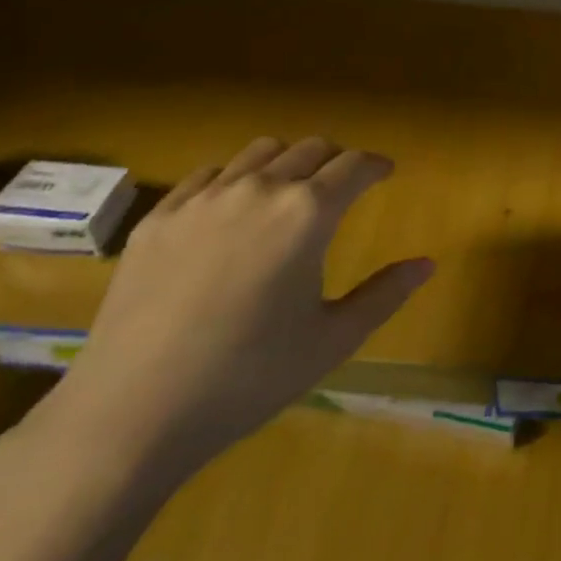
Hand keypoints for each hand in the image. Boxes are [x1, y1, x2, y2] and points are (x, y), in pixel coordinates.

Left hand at [39, 137, 432, 482]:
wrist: (132, 413)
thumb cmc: (249, 377)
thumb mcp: (332, 340)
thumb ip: (384, 294)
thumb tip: (427, 263)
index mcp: (308, 214)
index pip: (355, 166)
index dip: (377, 164)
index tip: (387, 172)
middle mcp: (259, 189)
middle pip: (311, 148)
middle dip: (337, 159)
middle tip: (345, 183)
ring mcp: (203, 199)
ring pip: (259, 151)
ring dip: (288, 160)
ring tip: (292, 188)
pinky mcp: (159, 218)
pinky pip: (208, 174)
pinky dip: (234, 177)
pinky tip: (232, 208)